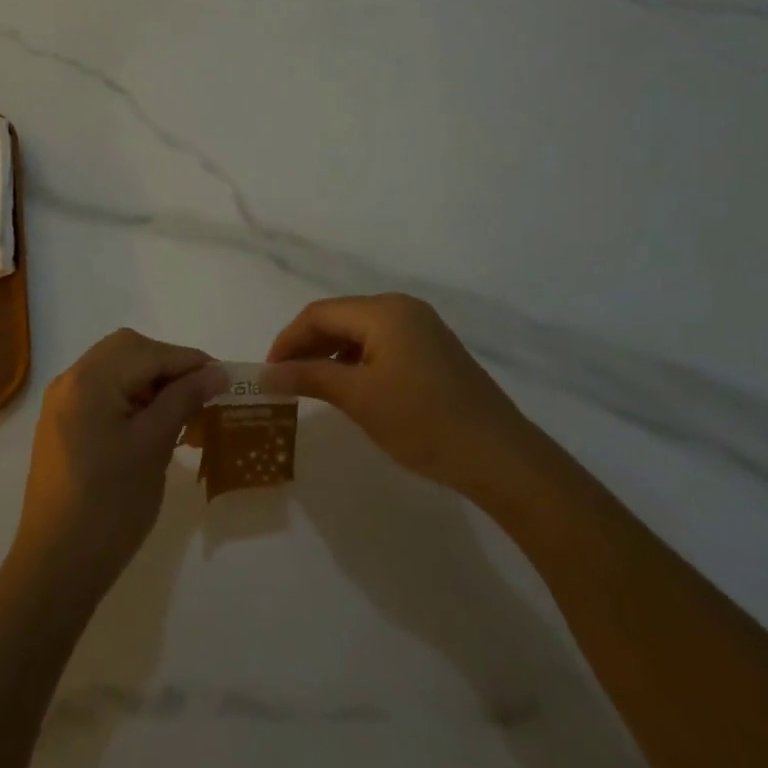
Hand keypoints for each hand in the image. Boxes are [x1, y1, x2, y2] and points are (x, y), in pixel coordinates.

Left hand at [11, 329, 227, 594]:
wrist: (57, 567)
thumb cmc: (110, 505)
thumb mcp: (154, 446)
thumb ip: (183, 400)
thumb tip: (216, 372)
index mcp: (89, 379)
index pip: (148, 352)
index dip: (190, 361)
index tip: (225, 379)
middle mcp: (70, 379)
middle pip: (127, 350)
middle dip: (167, 365)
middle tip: (200, 393)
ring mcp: (62, 402)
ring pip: (114, 369)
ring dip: (149, 380)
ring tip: (181, 410)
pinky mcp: (61, 425)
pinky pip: (101, 392)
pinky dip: (130, 396)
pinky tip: (151, 423)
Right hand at [263, 294, 544, 498]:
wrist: (501, 458)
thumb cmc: (424, 422)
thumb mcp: (359, 398)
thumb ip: (309, 377)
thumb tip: (266, 373)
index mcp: (384, 311)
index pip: (319, 314)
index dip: (288, 340)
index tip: (268, 371)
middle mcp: (403, 309)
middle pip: (339, 318)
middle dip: (308, 346)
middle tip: (284, 380)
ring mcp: (423, 328)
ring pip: (360, 332)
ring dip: (331, 355)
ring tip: (311, 386)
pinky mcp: (434, 351)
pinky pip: (382, 345)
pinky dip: (357, 362)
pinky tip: (349, 388)